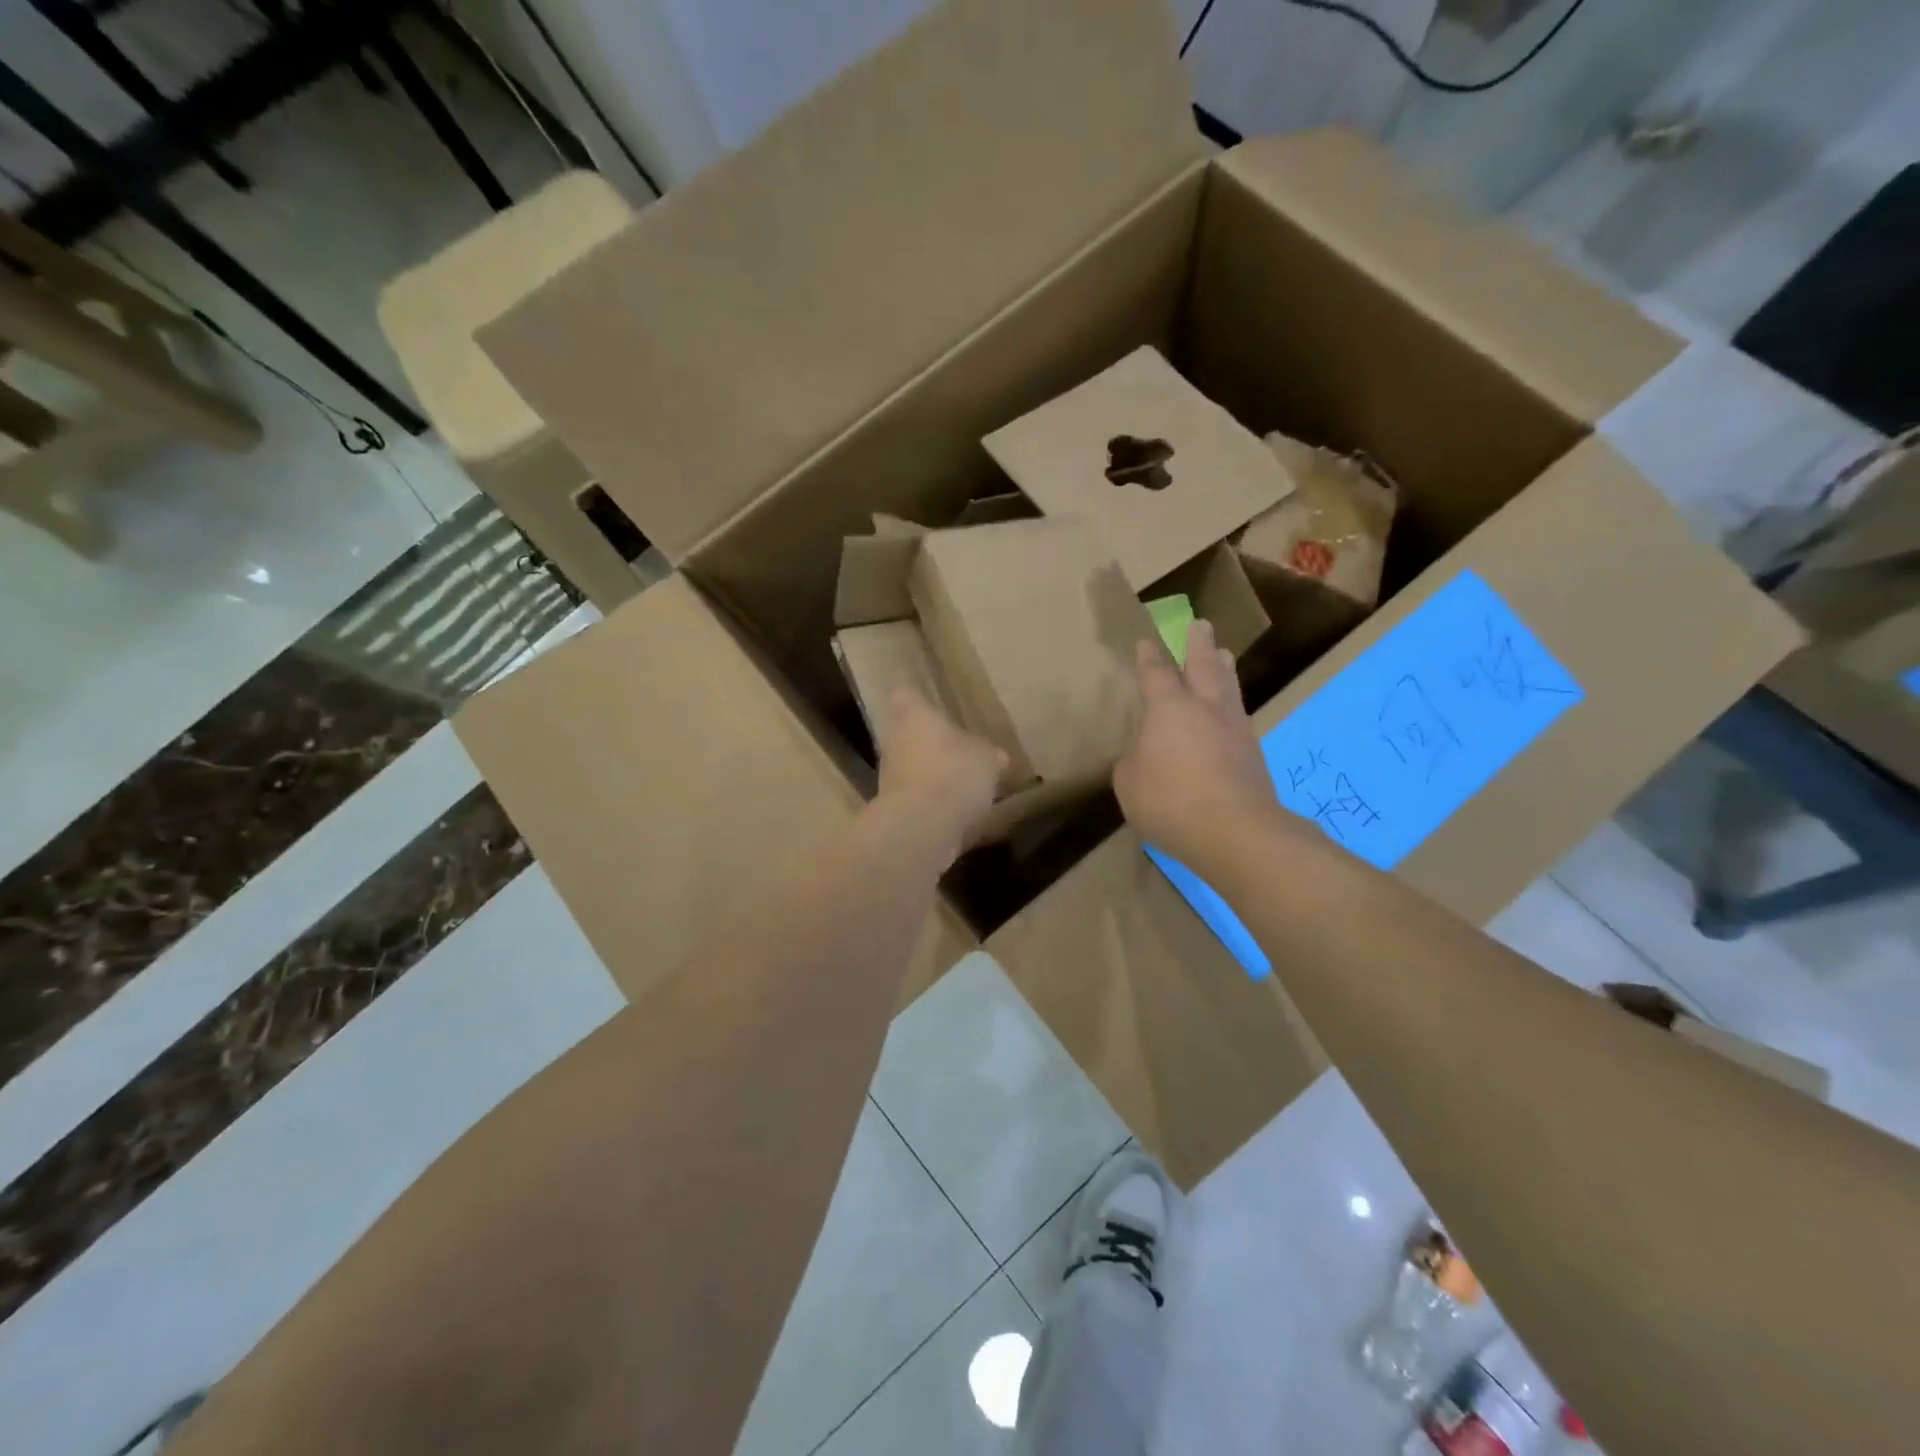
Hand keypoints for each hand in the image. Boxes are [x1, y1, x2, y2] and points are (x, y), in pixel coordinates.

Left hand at [876, 687, 1006, 858]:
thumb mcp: (987, 759)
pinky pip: (916, 795)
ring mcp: (890, 776)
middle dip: (926, 737)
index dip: (915, 693)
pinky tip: (955, 808)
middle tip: (952, 741)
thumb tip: (996, 757)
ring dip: (929, 770)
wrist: (923, 827)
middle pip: (905, 731)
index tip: (926, 696)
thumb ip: (989, 754)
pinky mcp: (894, 808)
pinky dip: (931, 799)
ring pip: (909, 764)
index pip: (905, 693)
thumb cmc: (954, 773)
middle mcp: (894, 740)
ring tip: (958, 777)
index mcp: (913, 715)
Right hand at [1113, 620, 1283, 870]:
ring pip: (1228, 686)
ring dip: (1223, 667)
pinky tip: (1229, 711)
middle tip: (1200, 625)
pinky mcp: (1252, 753)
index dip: (1149, 656)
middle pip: (1203, 665)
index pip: (1156, 673)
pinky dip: (1231, 705)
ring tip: (1224, 655)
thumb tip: (1143, 753)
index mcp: (1169, 708)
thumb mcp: (1129, 782)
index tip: (1145, 641)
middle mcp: (1205, 708)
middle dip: (1199, 644)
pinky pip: (1238, 716)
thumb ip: (1132, 761)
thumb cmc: (1170, 801)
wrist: (1236, 832)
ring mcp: (1234, 728)